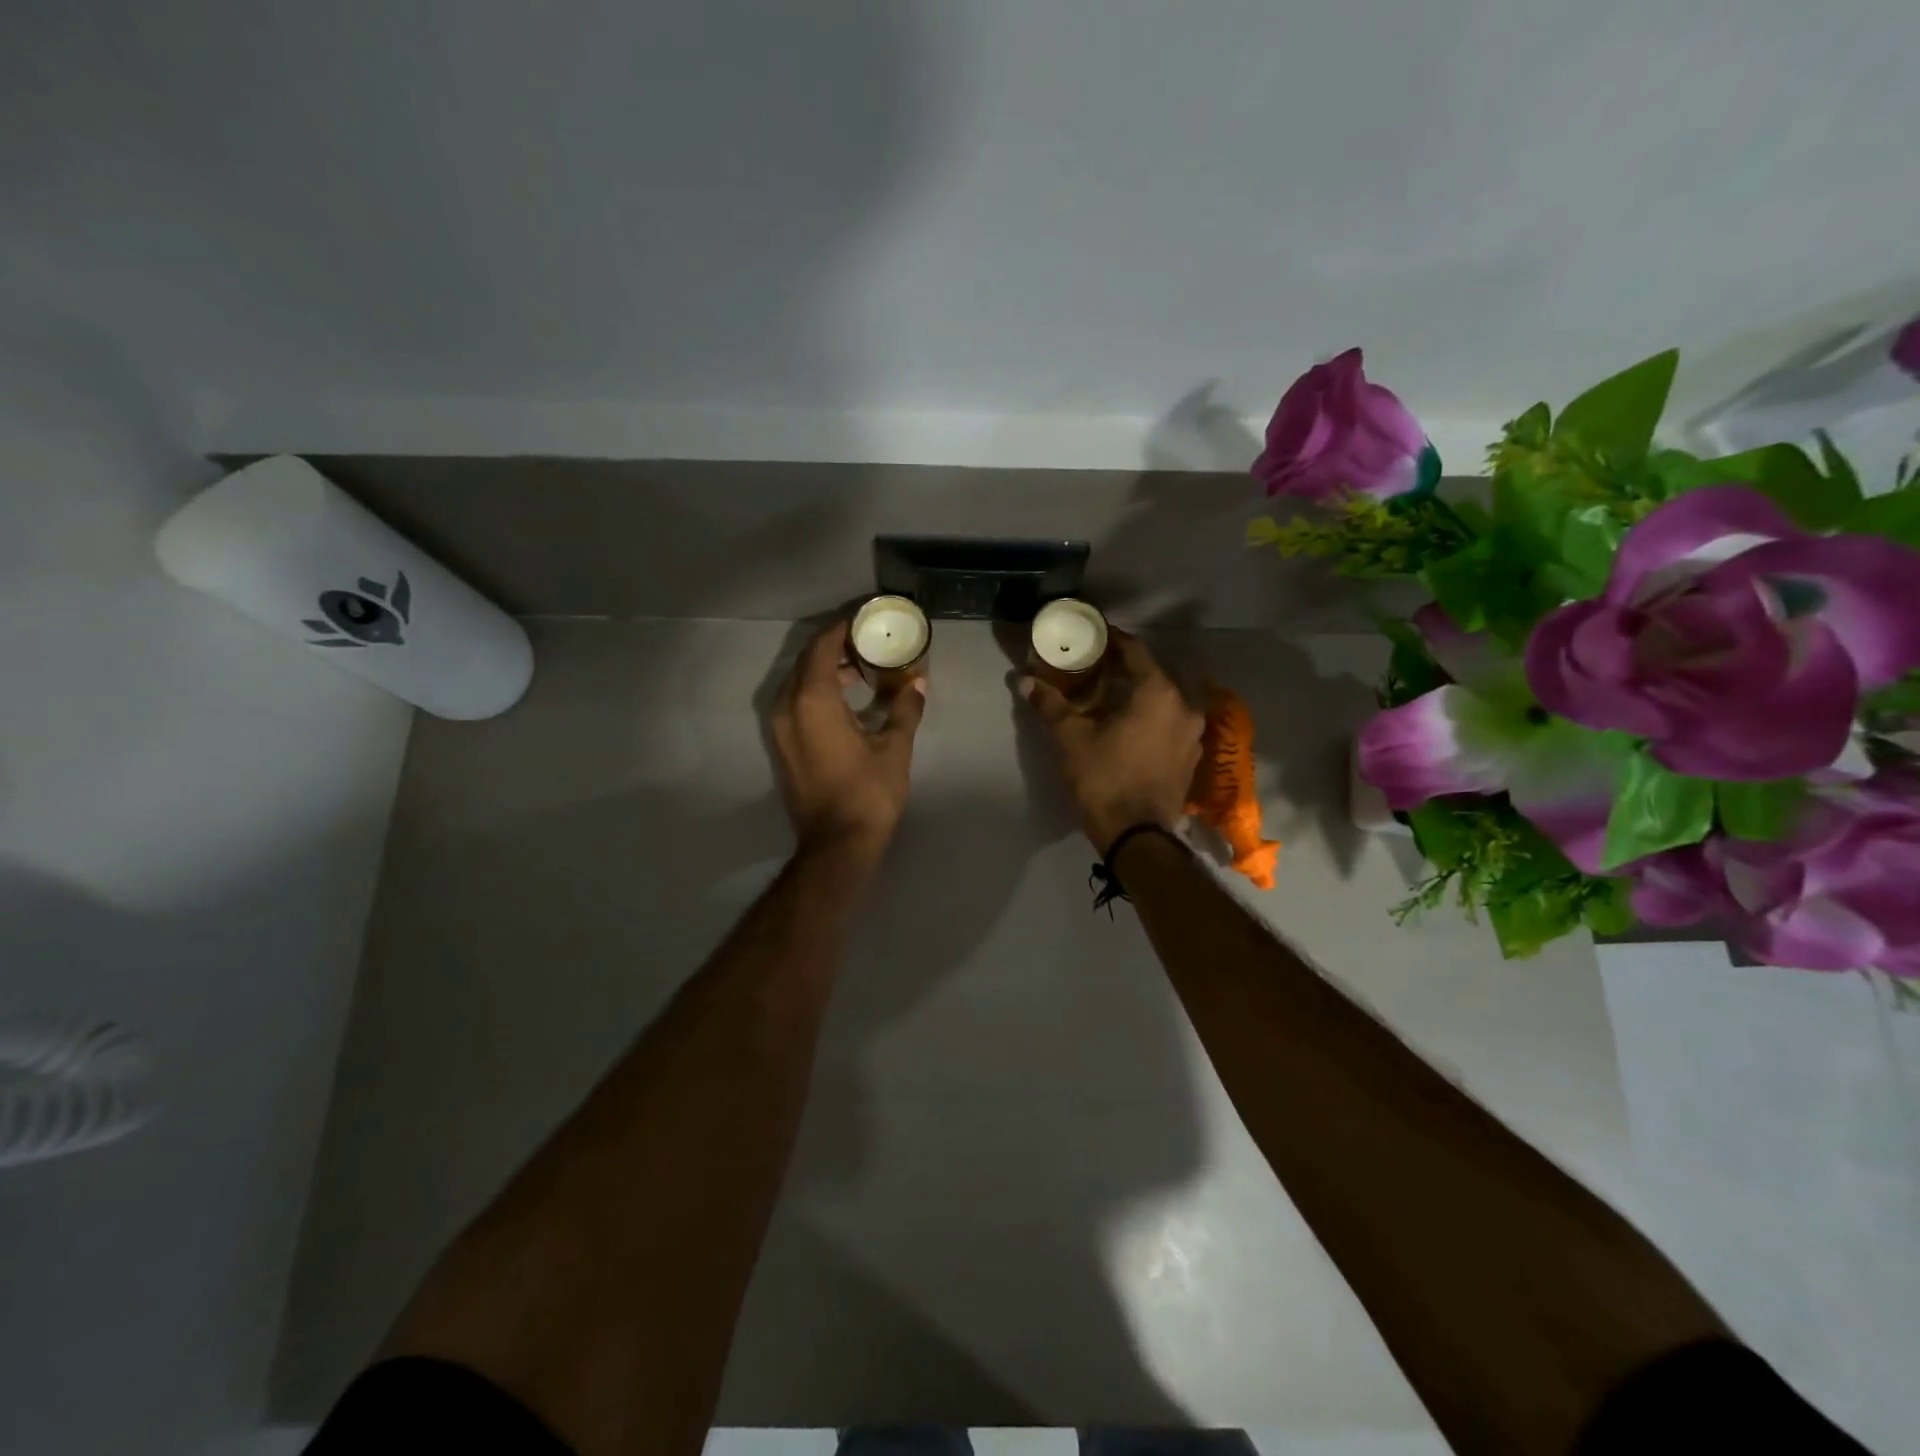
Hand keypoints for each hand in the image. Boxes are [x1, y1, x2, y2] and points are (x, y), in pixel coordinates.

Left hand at [771, 619, 925, 860]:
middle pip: (806, 661)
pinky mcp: (781, 746)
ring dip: (825, 670)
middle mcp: (787, 706)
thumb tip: (918, 682)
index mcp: (812, 699)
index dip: (842, 627)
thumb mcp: (894, 747)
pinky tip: (846, 700)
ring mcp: (779, 728)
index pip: (822, 646)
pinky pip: (795, 703)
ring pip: (798, 682)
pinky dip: (816, 692)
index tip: (865, 619)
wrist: (837, 844)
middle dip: (834, 646)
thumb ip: (905, 708)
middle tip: (867, 642)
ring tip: (861, 670)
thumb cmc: (868, 792)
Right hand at [1020, 630, 1203, 854]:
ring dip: (1141, 693)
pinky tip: (1130, 724)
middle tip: (1097, 665)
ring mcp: (1193, 734)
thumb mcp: (1071, 739)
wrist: (1137, 836)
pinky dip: (1153, 716)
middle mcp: (1184, 707)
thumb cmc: (1104, 779)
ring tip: (1112, 695)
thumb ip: (1051, 705)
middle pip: (1154, 674)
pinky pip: (1171, 723)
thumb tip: (1024, 681)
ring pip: (1166, 699)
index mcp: (1158, 693)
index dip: (1114, 640)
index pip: (1136, 651)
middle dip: (1126, 667)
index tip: (1094, 636)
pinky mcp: (1191, 758)